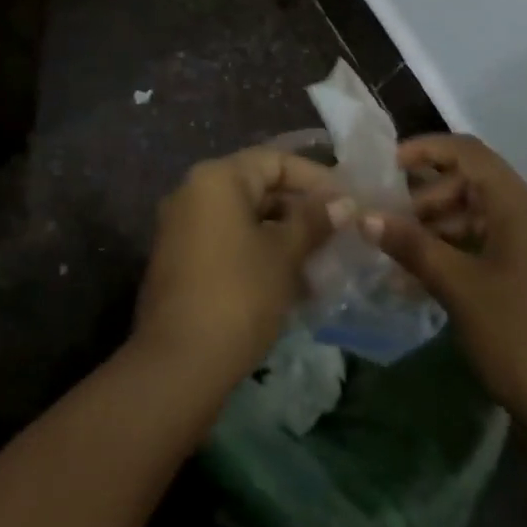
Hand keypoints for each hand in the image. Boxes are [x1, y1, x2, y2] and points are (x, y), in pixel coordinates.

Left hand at [135, 149, 346, 394]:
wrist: (177, 365)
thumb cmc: (238, 295)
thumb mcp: (284, 255)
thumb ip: (314, 221)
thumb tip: (343, 202)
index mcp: (217, 178)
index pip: (275, 161)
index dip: (315, 178)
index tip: (349, 201)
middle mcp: (194, 192)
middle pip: (258, 188)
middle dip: (301, 211)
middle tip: (340, 234)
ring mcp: (183, 228)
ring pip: (245, 219)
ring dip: (284, 237)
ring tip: (323, 264)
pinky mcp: (181, 262)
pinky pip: (228, 243)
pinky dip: (259, 255)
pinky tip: (293, 284)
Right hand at [365, 134, 526, 437]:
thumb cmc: (518, 338)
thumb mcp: (458, 288)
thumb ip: (411, 246)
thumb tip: (366, 216)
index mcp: (520, 206)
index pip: (468, 152)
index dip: (426, 149)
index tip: (387, 166)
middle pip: (471, 182)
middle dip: (426, 197)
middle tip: (388, 222)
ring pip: (477, 214)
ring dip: (436, 227)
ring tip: (397, 254)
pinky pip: (487, 243)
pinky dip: (455, 251)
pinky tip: (422, 278)